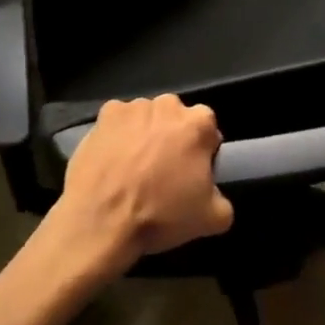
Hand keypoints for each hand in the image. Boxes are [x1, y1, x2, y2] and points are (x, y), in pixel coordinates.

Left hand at [55, 95, 232, 270]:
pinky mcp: (104, 114)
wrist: (102, 219)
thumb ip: (223, 198)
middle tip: (164, 170)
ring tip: (134, 167)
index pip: (208, 129)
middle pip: (176, 118)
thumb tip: (213, 192)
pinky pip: (118, 121)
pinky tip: (112, 159)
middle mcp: (167, 105)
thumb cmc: (160, 214)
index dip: (203, 151)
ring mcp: (133, 106)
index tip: (192, 172)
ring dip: (145, 134)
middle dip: (173, 137)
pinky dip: (118, 134)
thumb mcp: (212, 219)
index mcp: (198, 123)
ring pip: (147, 118)